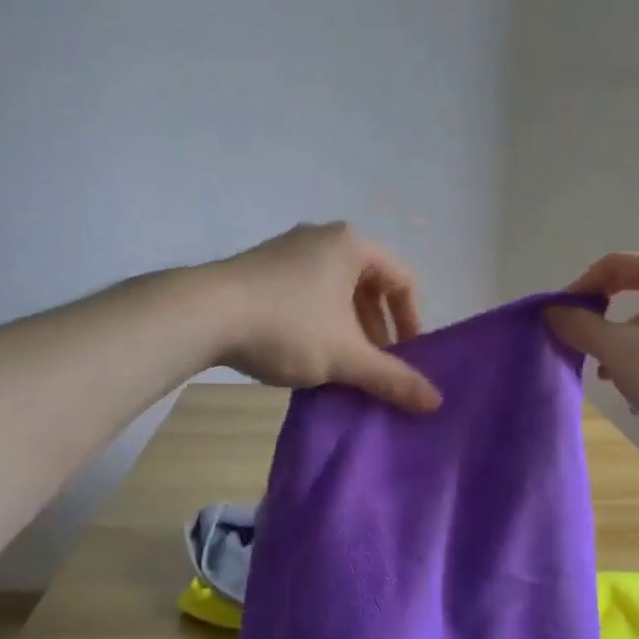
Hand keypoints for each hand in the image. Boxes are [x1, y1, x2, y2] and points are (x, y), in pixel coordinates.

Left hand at [208, 223, 441, 412]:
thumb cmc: (287, 326)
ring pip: (336, 289)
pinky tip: (306, 351)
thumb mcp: (345, 356)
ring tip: (342, 362)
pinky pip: (307, 290)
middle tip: (376, 364)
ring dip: (348, 327)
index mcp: (353, 245)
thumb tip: (436, 402)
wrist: (202, 314)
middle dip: (378, 328)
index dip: (412, 322)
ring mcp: (289, 248)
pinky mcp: (261, 266)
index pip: (403, 280)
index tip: (407, 357)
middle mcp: (324, 237)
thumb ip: (392, 378)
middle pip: (369, 284)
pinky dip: (319, 319)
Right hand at [544, 253, 638, 446]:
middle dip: (601, 316)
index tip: (560, 318)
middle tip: (581, 343)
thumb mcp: (621, 353)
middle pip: (635, 287)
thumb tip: (553, 311)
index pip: (616, 264)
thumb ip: (581, 327)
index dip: (581, 286)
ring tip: (607, 374)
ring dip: (622, 339)